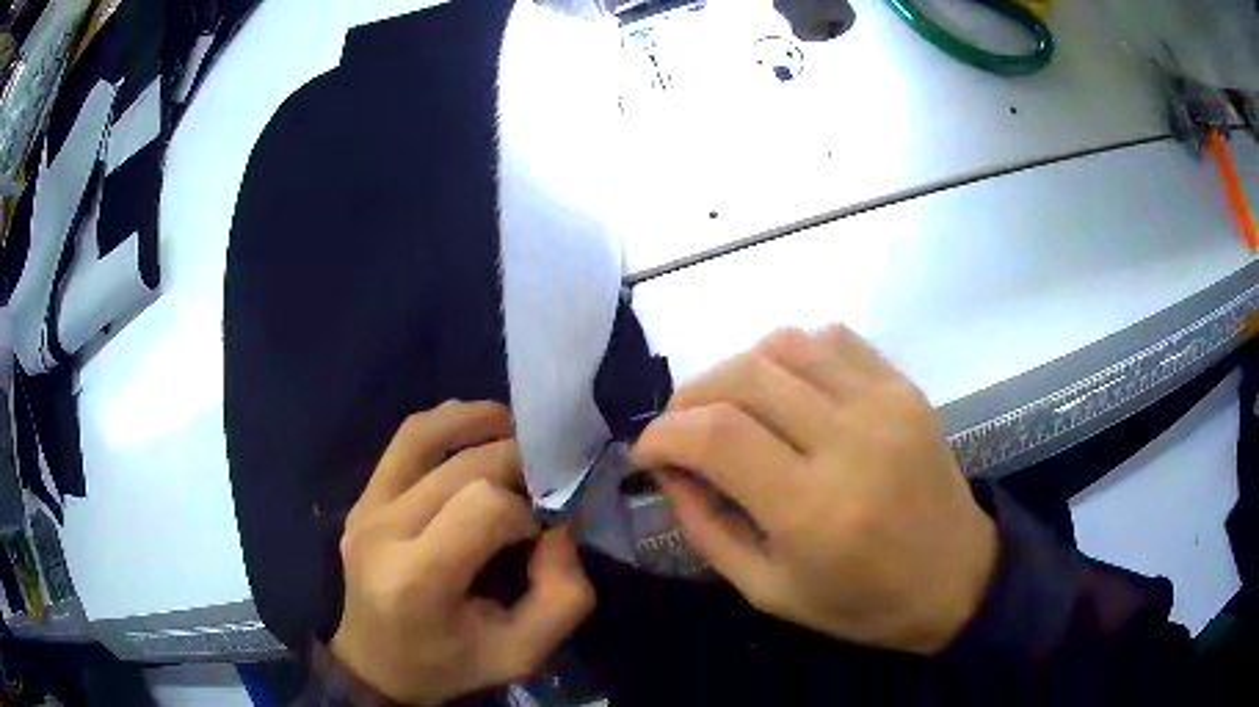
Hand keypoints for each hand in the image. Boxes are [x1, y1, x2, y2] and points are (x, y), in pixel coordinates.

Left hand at [331, 401, 594, 704]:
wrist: (377, 664)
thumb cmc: (450, 664)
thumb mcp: (522, 654)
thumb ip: (562, 596)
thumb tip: (560, 526)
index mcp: (416, 579)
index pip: (484, 507)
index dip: (529, 510)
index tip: (544, 533)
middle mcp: (382, 531)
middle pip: (463, 466)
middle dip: (517, 464)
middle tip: (545, 483)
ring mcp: (365, 508)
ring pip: (426, 434)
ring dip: (480, 421)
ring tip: (516, 431)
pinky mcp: (361, 498)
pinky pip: (405, 440)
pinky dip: (447, 424)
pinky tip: (477, 433)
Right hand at [633, 326, 996, 653]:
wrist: (955, 577)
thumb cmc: (861, 602)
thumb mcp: (768, 590)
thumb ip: (706, 528)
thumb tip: (667, 471)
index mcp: (814, 509)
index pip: (715, 436)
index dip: (663, 434)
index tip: (646, 452)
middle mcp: (850, 441)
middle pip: (744, 376)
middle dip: (690, 396)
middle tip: (679, 428)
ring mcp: (884, 403)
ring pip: (784, 344)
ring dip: (738, 370)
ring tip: (729, 407)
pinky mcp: (904, 387)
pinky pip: (831, 339)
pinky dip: (790, 354)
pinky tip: (786, 390)